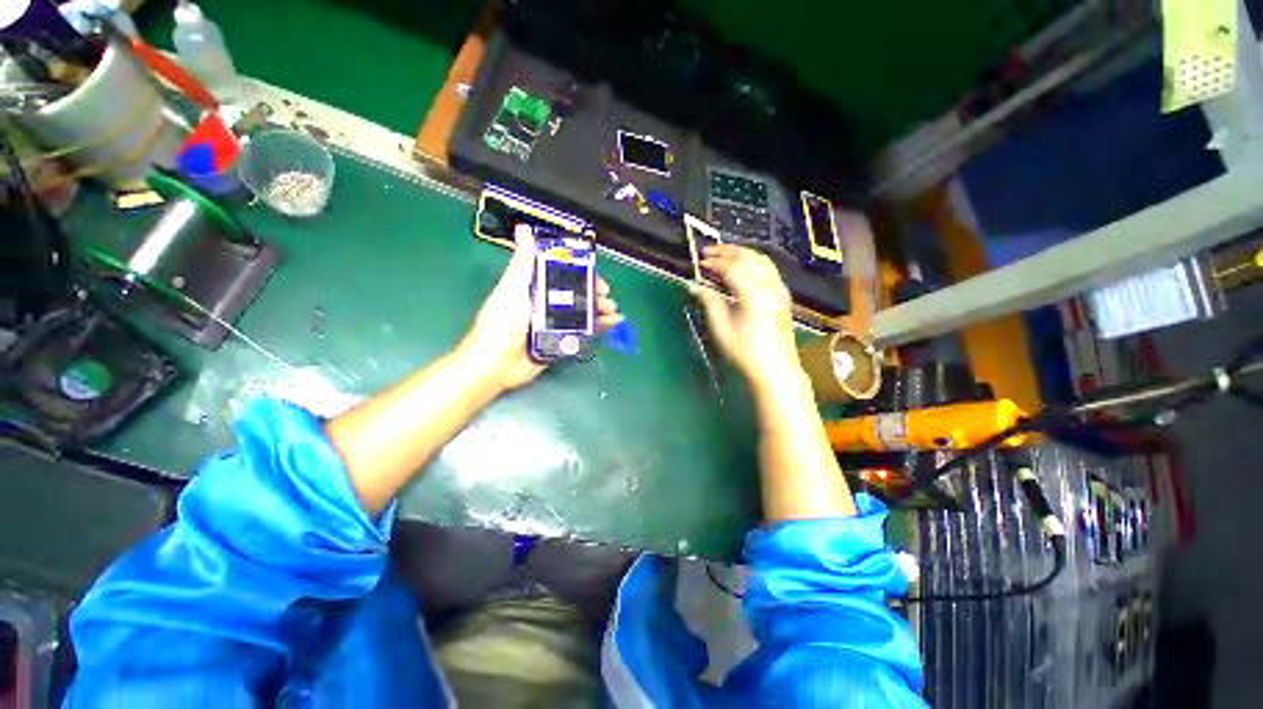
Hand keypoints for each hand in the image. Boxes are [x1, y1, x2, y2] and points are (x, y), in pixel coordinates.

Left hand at [458, 225, 622, 390]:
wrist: (495, 365)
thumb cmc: (501, 324)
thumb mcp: (512, 290)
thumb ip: (522, 263)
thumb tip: (525, 229)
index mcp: (534, 288)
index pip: (563, 275)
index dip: (581, 273)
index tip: (595, 274)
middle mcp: (546, 304)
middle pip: (577, 294)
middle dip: (595, 293)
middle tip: (607, 297)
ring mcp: (555, 325)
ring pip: (583, 313)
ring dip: (600, 309)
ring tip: (612, 311)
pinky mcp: (560, 342)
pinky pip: (583, 332)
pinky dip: (599, 328)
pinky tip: (611, 325)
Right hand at [692, 245, 801, 391]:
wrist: (776, 369)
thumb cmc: (746, 353)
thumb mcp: (722, 329)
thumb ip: (709, 302)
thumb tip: (695, 286)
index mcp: (754, 296)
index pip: (733, 268)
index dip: (715, 262)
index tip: (701, 263)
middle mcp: (770, 288)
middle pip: (749, 257)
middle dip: (727, 251)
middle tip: (709, 252)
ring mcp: (779, 290)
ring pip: (761, 259)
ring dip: (741, 253)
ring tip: (724, 255)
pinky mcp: (782, 296)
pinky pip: (768, 268)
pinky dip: (752, 261)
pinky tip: (742, 267)